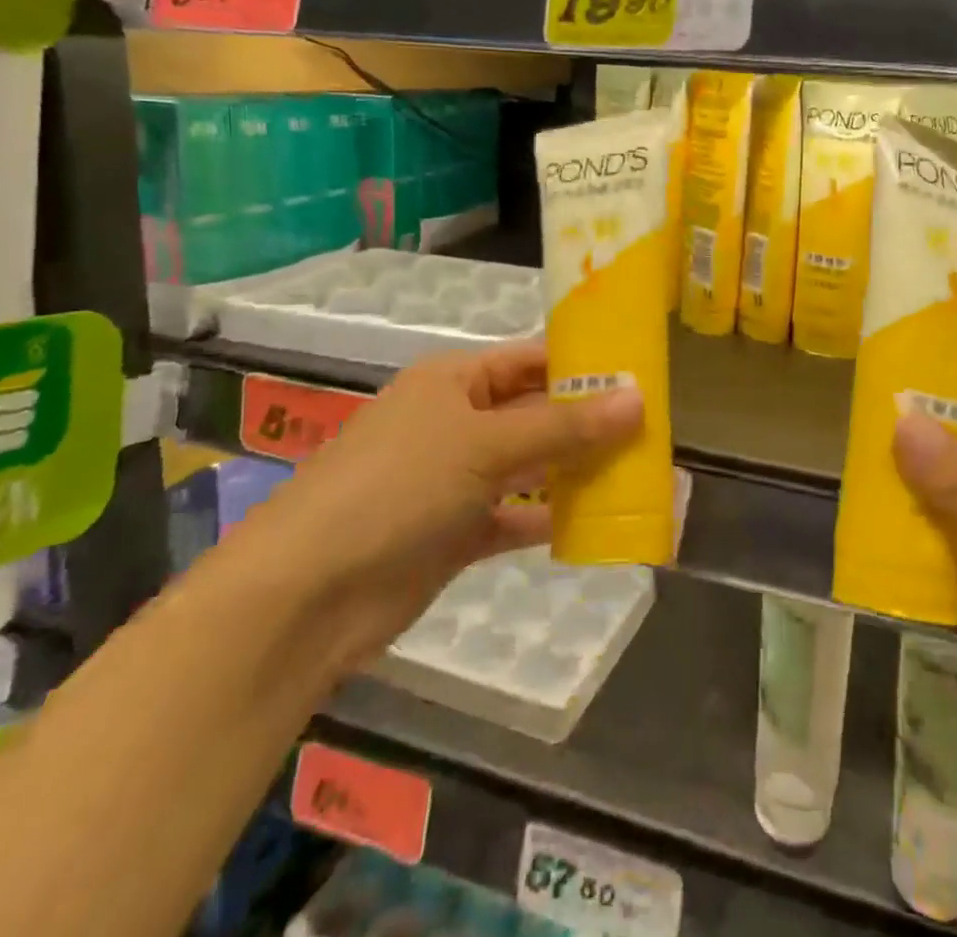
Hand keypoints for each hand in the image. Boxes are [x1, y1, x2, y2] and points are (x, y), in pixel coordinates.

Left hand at [253, 342, 642, 664]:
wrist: (305, 596)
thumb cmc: (398, 486)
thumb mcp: (486, 445)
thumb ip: (565, 427)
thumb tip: (639, 399)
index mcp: (454, 381)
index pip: (531, 360)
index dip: (583, 365)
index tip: (641, 377)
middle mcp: (455, 422)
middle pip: (534, 413)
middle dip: (587, 422)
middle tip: (651, 430)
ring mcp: (453, 480)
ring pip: (528, 466)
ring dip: (574, 471)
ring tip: (637, 473)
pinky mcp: (453, 533)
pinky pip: (514, 517)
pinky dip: (549, 519)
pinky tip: (596, 524)